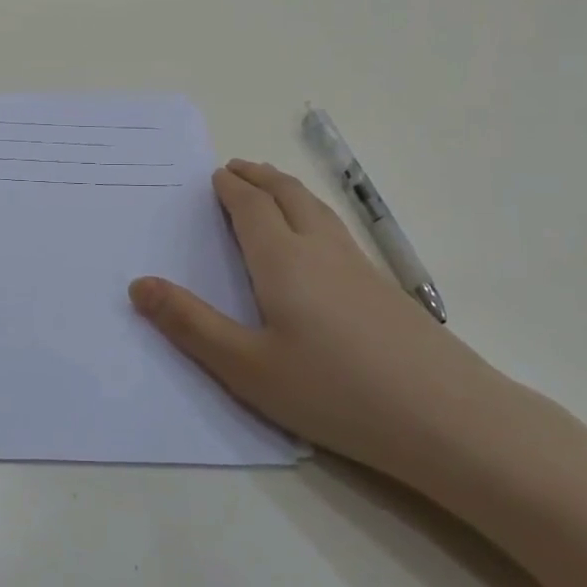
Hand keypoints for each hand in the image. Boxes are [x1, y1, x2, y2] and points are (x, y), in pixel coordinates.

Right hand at [129, 159, 506, 475]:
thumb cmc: (334, 391)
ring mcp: (360, 266)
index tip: (215, 175)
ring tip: (272, 188)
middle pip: (287, 194)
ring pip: (317, 209)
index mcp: (282, 260)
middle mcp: (321, 249)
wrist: (448, 418)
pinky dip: (312, 213)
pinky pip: (337, 230)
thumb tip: (138, 284)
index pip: (251, 207)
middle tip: (238, 168)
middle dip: (259, 176)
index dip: (230, 187)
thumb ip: (190, 324)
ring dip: (288, 189)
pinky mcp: (385, 289)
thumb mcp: (246, 367)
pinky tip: (318, 241)